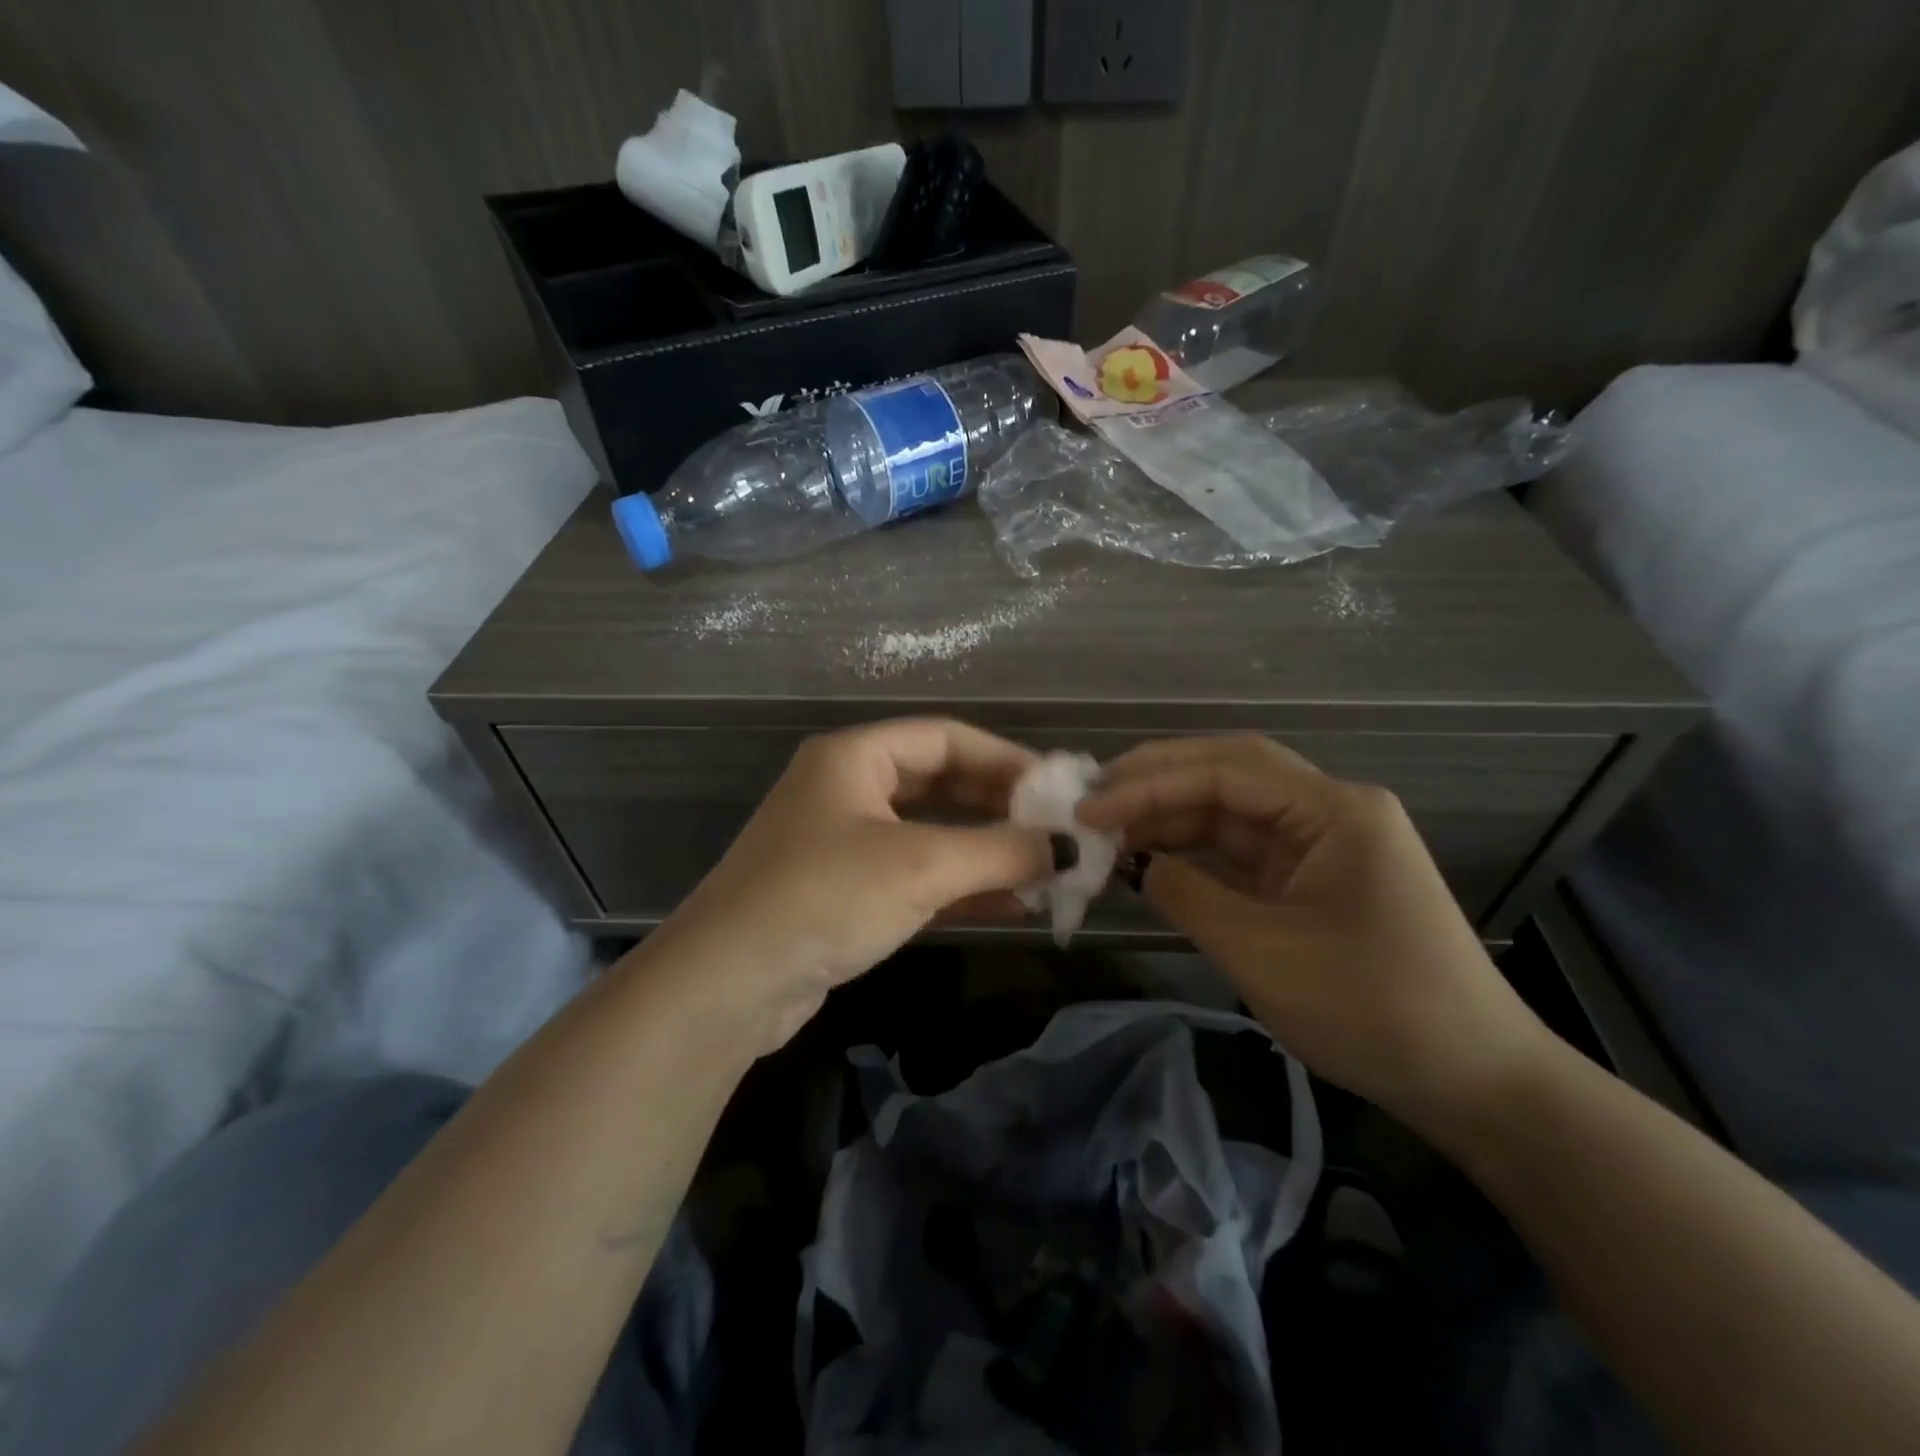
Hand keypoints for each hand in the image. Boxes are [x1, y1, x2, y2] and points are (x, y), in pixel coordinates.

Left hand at [647, 718, 1060, 1051]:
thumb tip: (1069, 847)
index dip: (1007, 760)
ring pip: (931, 834)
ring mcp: (844, 842)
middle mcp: (848, 789)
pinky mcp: (845, 892)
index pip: (947, 737)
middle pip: (942, 784)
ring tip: (1045, 871)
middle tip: (1057, 833)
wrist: (727, 987)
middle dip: (1001, 809)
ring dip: (986, 852)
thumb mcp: (921, 867)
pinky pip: (916, 876)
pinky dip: (961, 887)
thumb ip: (1001, 851)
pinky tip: (1011, 905)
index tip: (1059, 790)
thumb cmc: (825, 898)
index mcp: (855, 757)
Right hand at [1076, 734, 1555, 1130]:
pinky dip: (1194, 853)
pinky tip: (1150, 858)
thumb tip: (1131, 863)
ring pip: (1232, 811)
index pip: (1226, 771)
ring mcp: (1322, 844)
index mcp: (1334, 810)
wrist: (1474, 1083)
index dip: (1150, 784)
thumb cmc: (1373, 1010)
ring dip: (1171, 817)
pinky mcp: (1313, 879)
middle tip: (1091, 801)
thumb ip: (1188, 896)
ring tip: (1108, 829)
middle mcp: (1330, 810)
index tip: (1090, 810)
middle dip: (1157, 783)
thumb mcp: (1263, 952)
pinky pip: (1242, 850)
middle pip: (1229, 775)